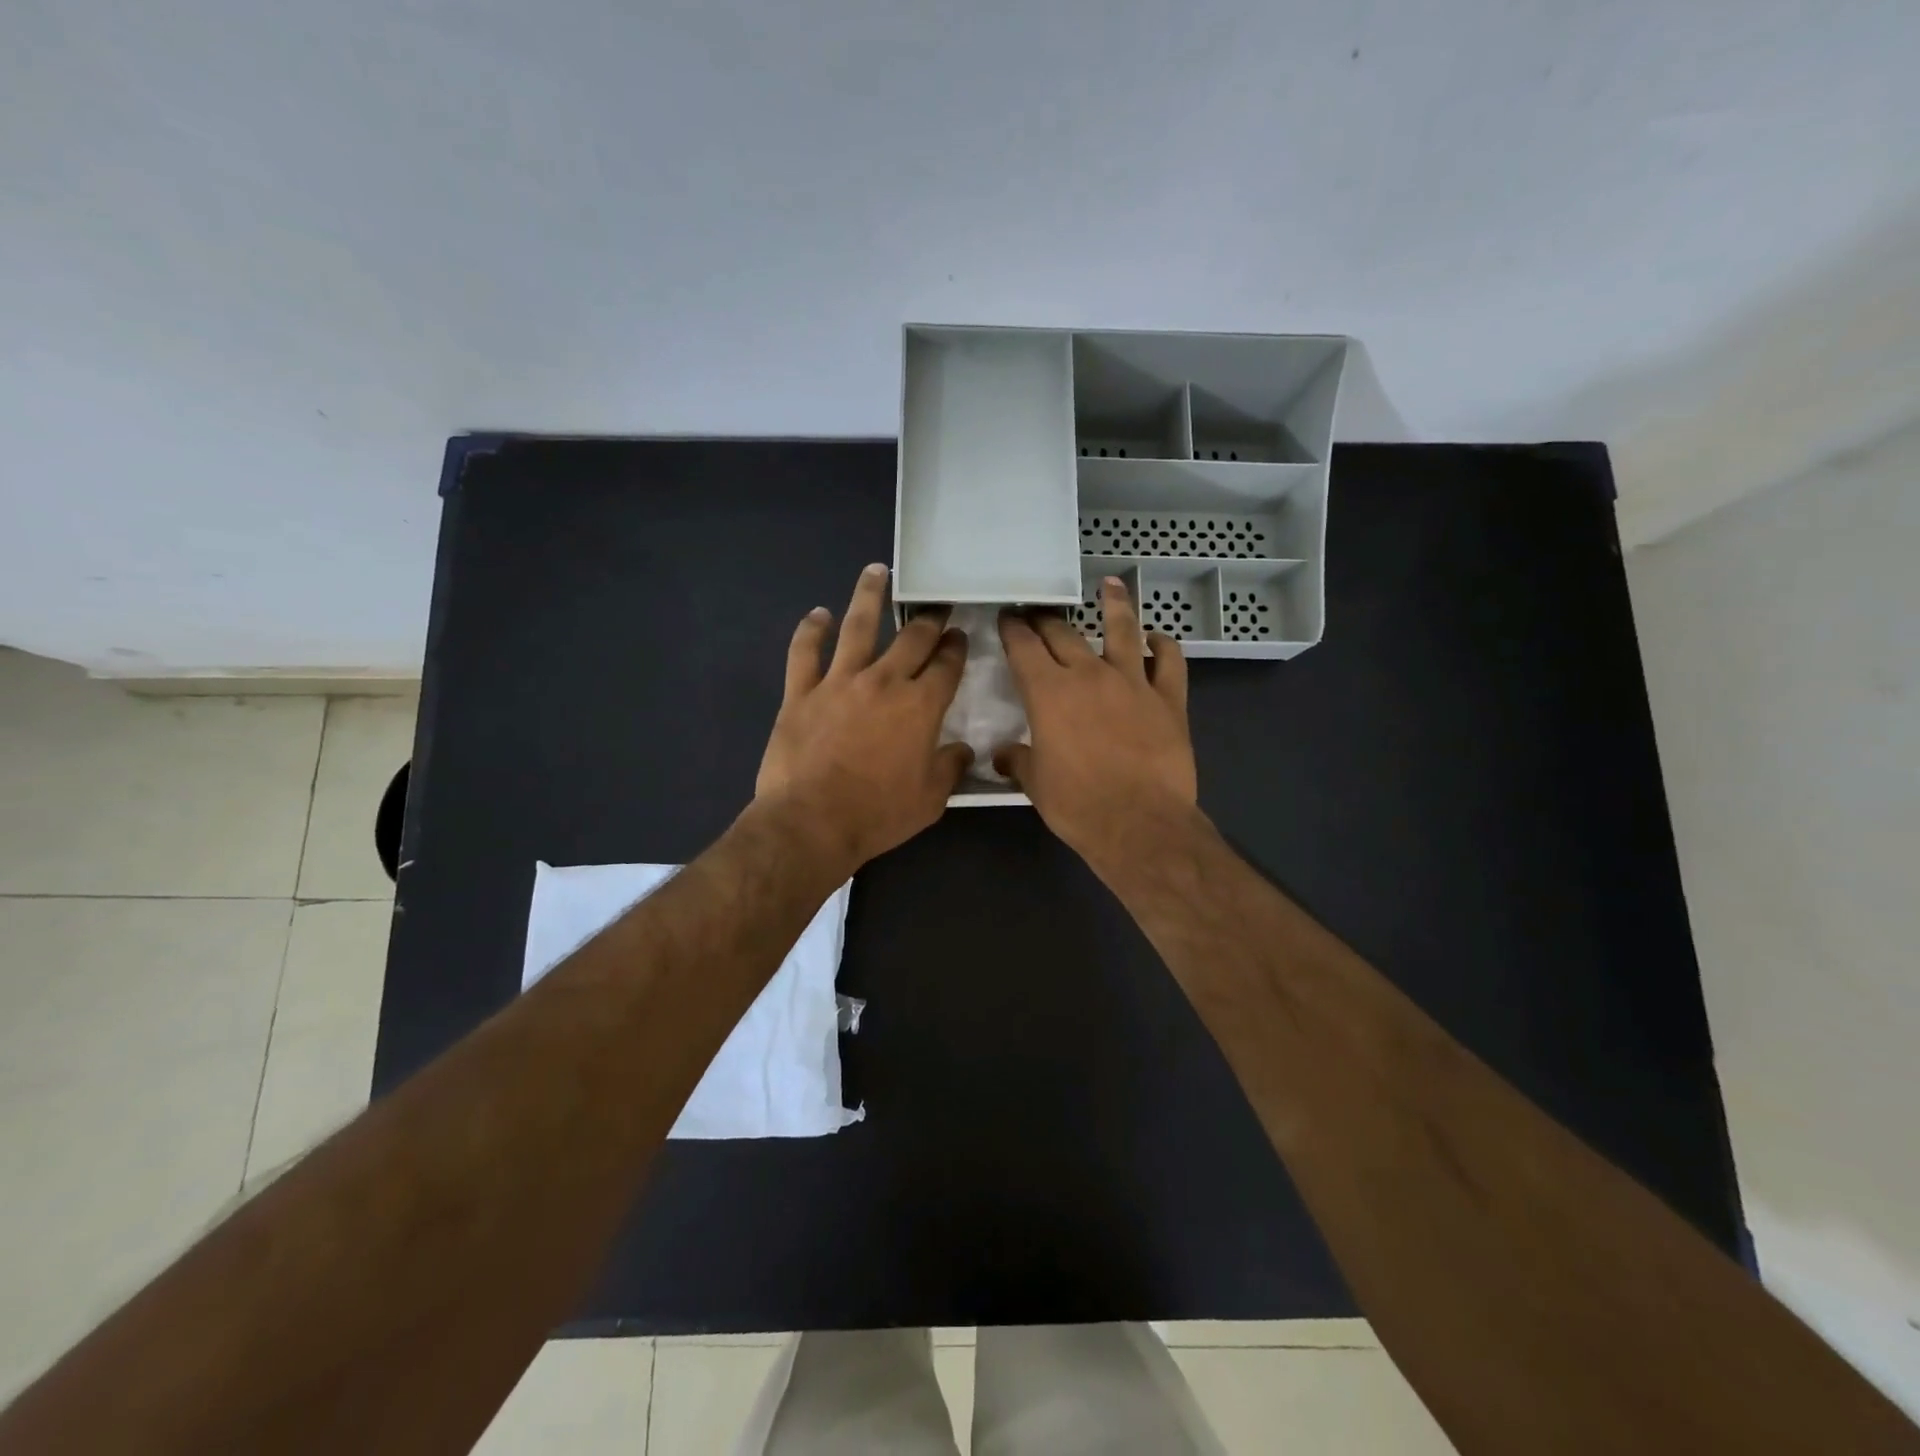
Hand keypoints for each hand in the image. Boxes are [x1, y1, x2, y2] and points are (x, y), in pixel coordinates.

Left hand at [755, 564, 972, 873]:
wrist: (812, 823)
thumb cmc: (878, 814)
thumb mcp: (930, 800)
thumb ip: (950, 768)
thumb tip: (962, 749)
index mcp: (921, 706)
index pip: (946, 665)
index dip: (955, 647)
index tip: (958, 636)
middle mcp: (884, 682)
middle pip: (911, 638)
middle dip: (928, 618)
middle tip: (935, 604)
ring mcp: (839, 682)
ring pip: (857, 626)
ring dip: (869, 595)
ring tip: (876, 570)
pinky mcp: (800, 692)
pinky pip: (804, 652)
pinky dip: (810, 630)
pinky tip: (817, 614)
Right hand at [995, 578, 1198, 869]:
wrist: (1140, 824)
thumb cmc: (1078, 805)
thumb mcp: (1036, 785)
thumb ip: (1018, 761)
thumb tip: (1004, 755)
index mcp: (1048, 693)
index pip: (1024, 646)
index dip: (1012, 628)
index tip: (1008, 617)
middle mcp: (1089, 675)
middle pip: (1064, 633)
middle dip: (1046, 619)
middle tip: (1039, 611)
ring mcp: (1133, 682)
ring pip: (1123, 630)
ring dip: (1115, 605)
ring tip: (1111, 584)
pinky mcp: (1169, 698)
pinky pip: (1170, 660)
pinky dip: (1163, 646)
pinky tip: (1157, 639)